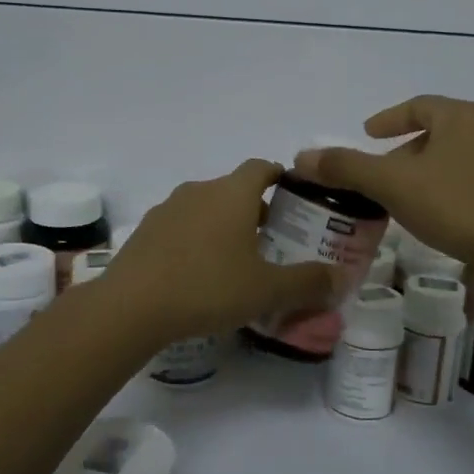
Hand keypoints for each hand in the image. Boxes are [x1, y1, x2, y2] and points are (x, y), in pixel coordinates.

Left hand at [103, 160, 342, 344]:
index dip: (281, 177)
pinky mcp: (145, 231)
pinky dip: (195, 240)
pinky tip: (198, 274)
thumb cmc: (208, 288)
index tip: (295, 199)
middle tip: (272, 241)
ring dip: (223, 225)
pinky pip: (180, 227)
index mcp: (232, 193)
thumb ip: (308, 282)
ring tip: (236, 261)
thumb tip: (342, 278)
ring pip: (205, 208)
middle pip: (234, 189)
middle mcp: (199, 191)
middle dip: (255, 210)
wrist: (131, 307)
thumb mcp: (267, 290)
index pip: (262, 167)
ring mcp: (167, 209)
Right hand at [294, 96, 473, 274]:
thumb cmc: (452, 205)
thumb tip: (302, 158)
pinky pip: (463, 180)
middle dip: (402, 149)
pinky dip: (439, 188)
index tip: (367, 133)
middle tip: (377, 171)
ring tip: (397, 194)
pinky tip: (427, 214)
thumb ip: (346, 167)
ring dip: (421, 170)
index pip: (417, 106)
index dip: (388, 118)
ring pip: (449, 158)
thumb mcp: (391, 183)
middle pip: (433, 131)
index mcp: (460, 117)